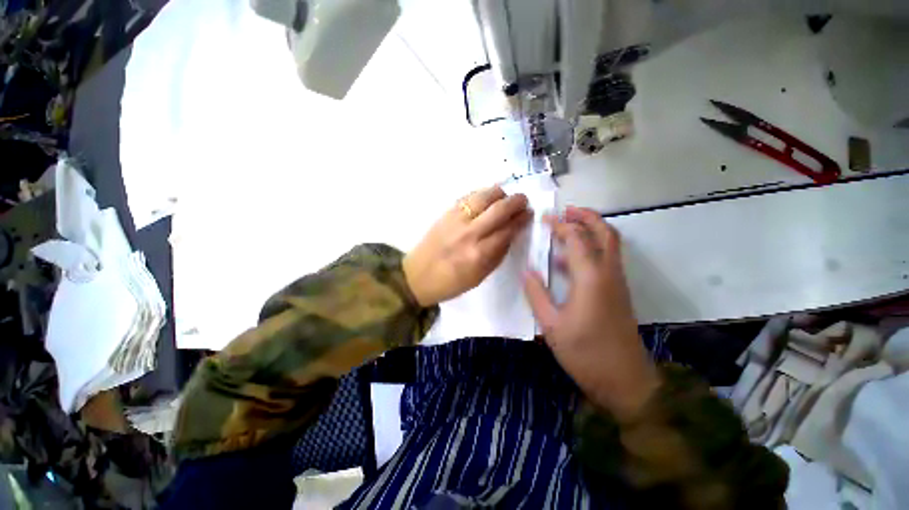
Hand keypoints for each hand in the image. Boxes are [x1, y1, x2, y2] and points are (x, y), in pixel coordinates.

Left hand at [404, 186, 531, 306]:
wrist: (417, 276)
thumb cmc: (451, 282)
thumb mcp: (480, 276)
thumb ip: (498, 254)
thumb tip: (513, 232)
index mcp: (479, 254)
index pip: (508, 229)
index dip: (521, 219)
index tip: (529, 214)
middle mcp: (469, 233)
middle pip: (499, 209)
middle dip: (516, 201)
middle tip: (523, 201)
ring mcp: (456, 220)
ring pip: (483, 196)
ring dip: (499, 193)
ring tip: (505, 197)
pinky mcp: (446, 213)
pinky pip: (468, 196)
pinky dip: (482, 194)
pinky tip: (487, 198)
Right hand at [523, 206, 659, 420]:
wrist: (624, 380)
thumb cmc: (585, 352)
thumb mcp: (551, 324)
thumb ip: (537, 294)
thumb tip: (527, 271)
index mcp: (591, 279)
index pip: (577, 239)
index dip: (560, 225)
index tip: (544, 218)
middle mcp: (608, 274)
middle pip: (605, 233)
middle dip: (587, 217)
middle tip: (566, 211)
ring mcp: (616, 282)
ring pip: (610, 244)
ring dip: (591, 230)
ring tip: (567, 227)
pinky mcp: (617, 292)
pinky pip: (606, 260)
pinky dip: (591, 250)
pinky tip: (569, 261)